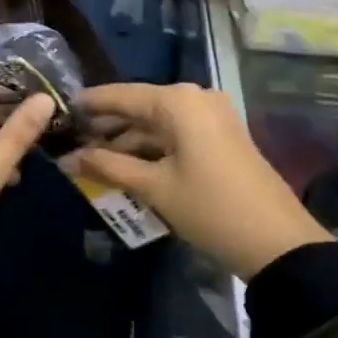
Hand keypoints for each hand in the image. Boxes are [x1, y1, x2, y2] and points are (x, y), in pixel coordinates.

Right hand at [64, 82, 329, 279]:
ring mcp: (212, 117)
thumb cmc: (210, 208)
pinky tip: (126, 166)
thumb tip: (66, 159)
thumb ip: (107, 167)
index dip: (89, 104)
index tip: (59, 110)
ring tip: (92, 160)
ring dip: (127, 141)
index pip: (121, 95)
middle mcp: (195, 98)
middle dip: (107, 127)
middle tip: (71, 142)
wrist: (278, 242)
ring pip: (157, 123)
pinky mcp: (221, 137)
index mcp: (178, 102)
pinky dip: (151, 148)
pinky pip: (175, 134)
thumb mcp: (153, 188)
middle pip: (139, 107)